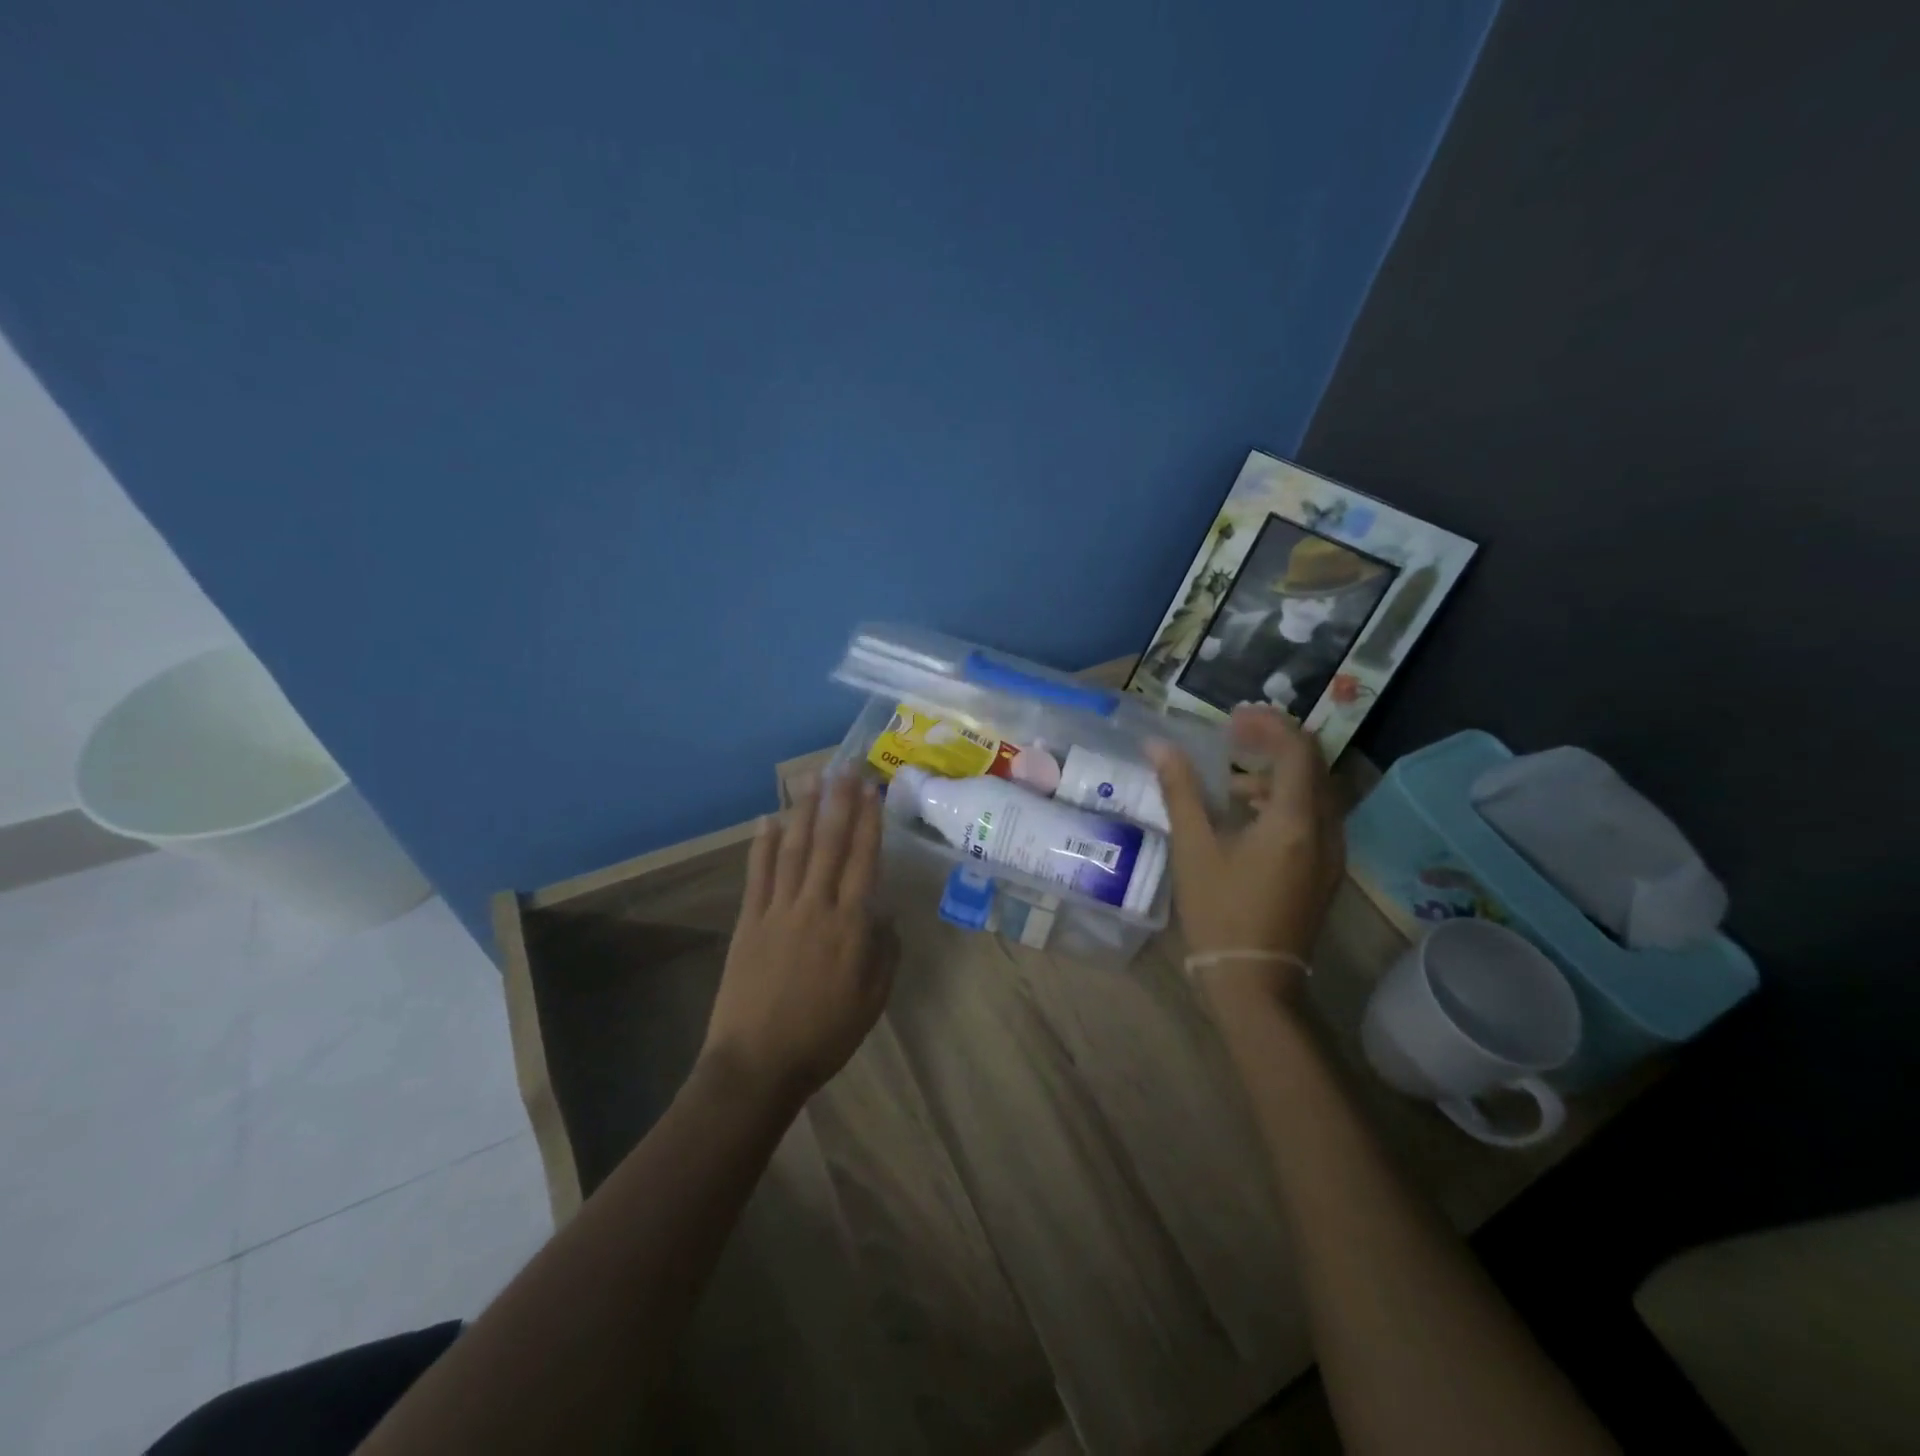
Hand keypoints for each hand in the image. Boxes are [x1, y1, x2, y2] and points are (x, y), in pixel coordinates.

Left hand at [702, 774, 895, 1102]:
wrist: (758, 1063)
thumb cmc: (825, 1035)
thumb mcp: (872, 999)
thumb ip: (884, 952)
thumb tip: (885, 914)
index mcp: (850, 926)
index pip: (863, 860)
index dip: (868, 821)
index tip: (871, 789)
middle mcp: (815, 906)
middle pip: (829, 843)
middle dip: (839, 801)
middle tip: (845, 765)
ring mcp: (778, 910)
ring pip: (794, 849)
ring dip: (803, 811)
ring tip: (810, 778)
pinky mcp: (749, 921)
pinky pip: (759, 874)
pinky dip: (763, 844)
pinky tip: (768, 819)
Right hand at [1148, 706, 1344, 1003]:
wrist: (1253, 980)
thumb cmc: (1220, 911)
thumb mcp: (1194, 847)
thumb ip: (1180, 790)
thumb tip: (1158, 745)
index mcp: (1295, 820)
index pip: (1297, 749)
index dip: (1267, 724)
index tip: (1231, 719)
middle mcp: (1326, 829)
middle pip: (1313, 764)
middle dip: (1274, 742)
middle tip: (1234, 737)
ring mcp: (1331, 852)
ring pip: (1315, 791)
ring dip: (1279, 773)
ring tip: (1232, 779)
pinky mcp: (1326, 871)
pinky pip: (1315, 816)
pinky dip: (1285, 801)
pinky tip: (1247, 816)